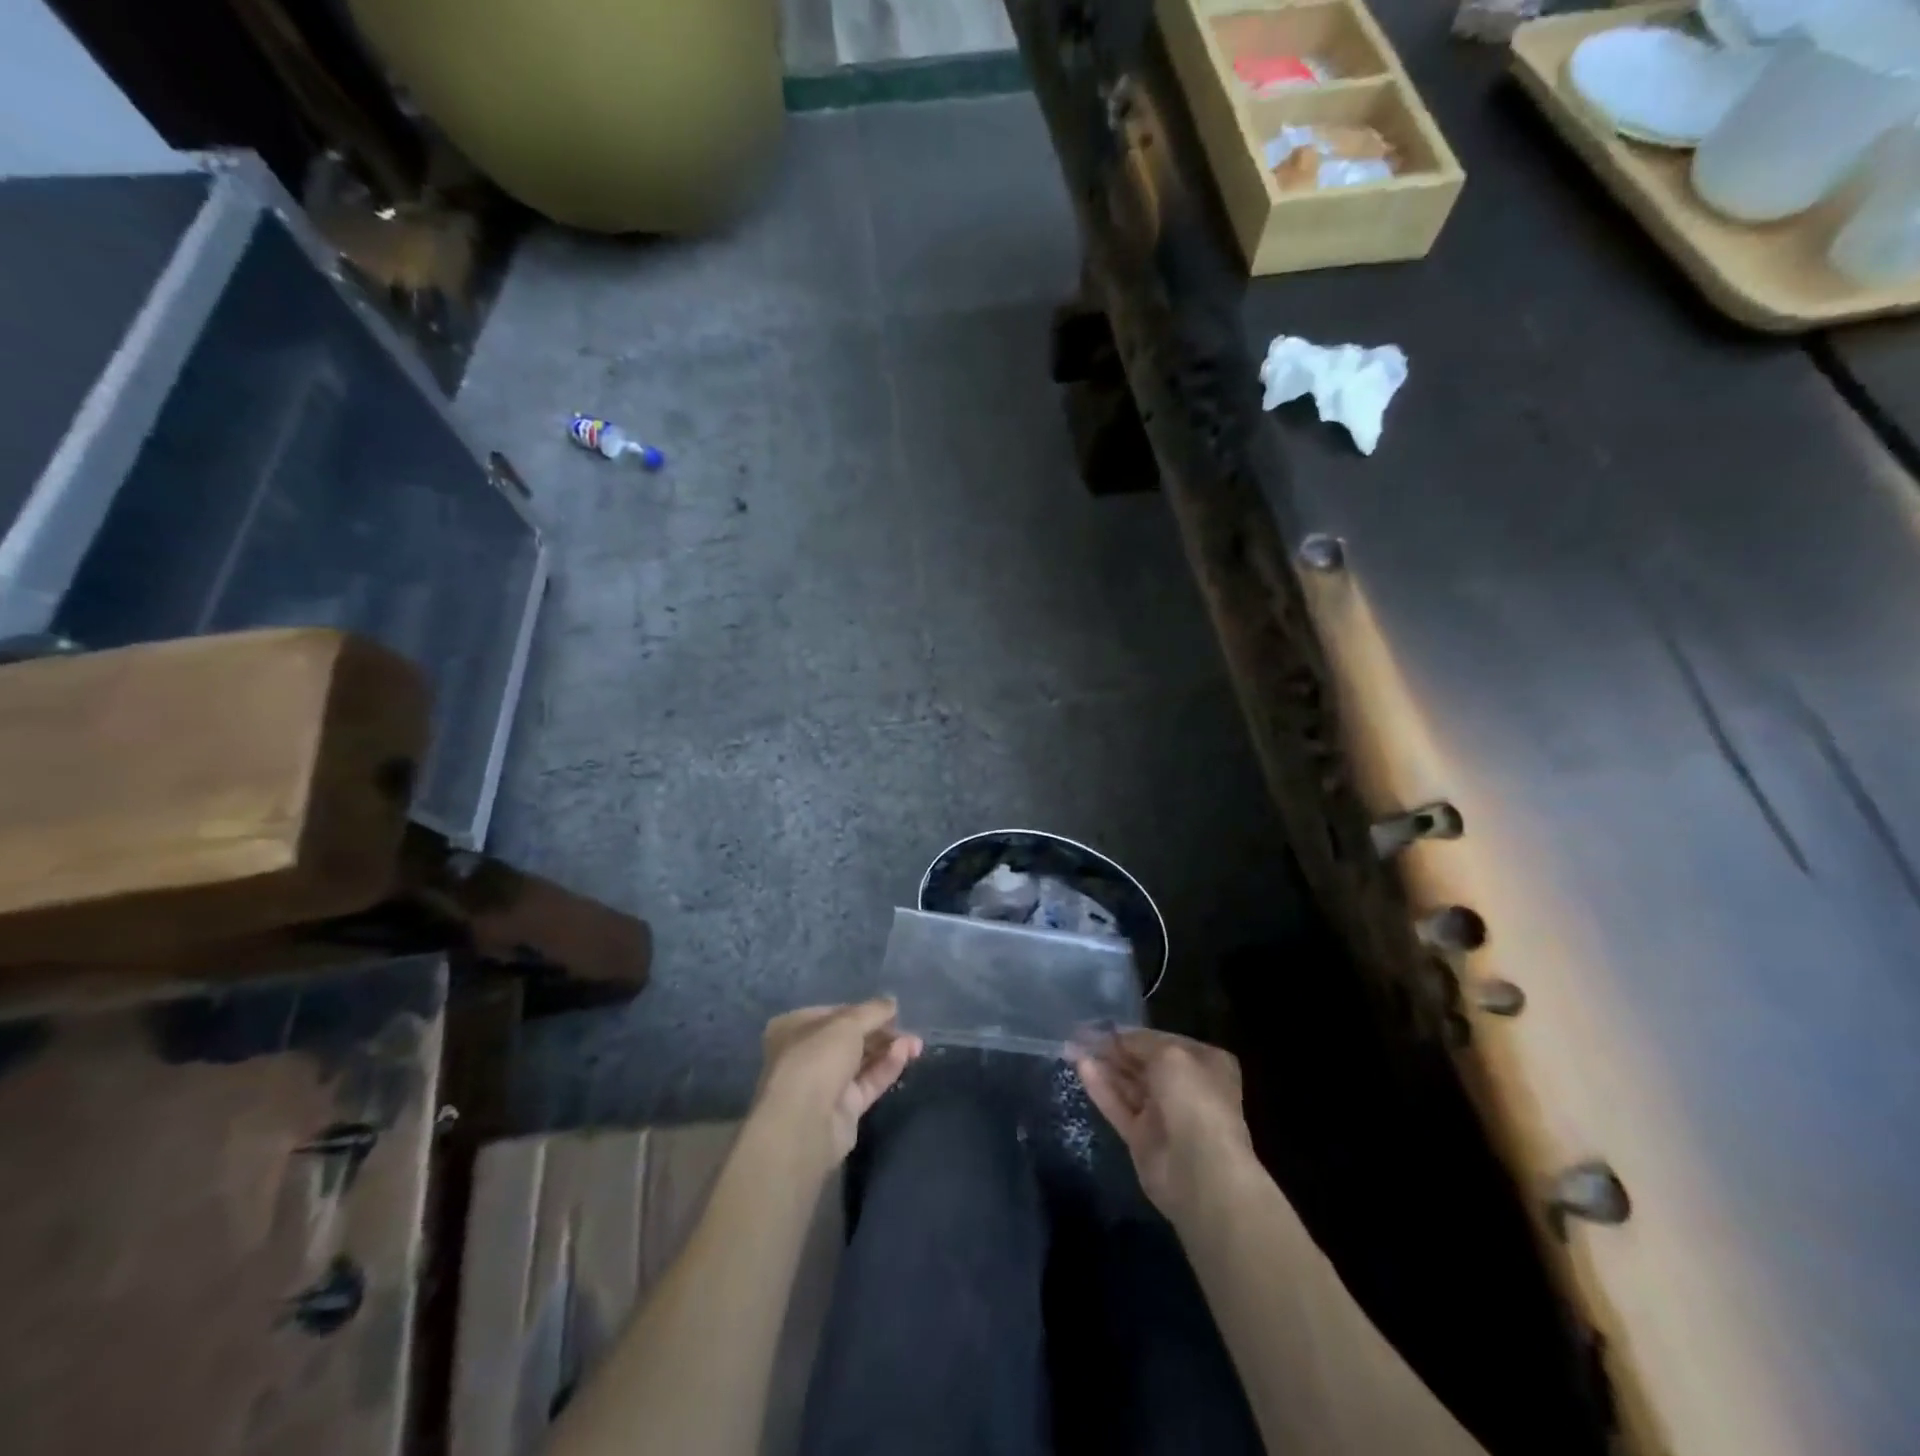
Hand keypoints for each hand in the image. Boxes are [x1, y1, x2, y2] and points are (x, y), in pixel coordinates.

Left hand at [752, 999, 923, 1174]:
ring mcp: (825, 1083)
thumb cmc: (816, 1058)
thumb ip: (873, 1011)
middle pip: (851, 1038)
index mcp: (795, 1027)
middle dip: (881, 1032)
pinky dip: (887, 1067)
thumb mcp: (848, 1023)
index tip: (891, 1010)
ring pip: (862, 1061)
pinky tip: (905, 1054)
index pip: (835, 1013)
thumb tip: (892, 1003)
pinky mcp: (843, 1109)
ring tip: (916, 1043)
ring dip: (889, 1049)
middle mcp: (807, 1054)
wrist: (804, 1123)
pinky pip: (868, 1082)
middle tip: (909, 1029)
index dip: (863, 1010)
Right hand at [1075, 1029, 1255, 1221]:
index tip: (1101, 1024)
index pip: (1162, 1040)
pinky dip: (1101, 1087)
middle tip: (1079, 1033)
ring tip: (1072, 1045)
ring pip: (1128, 1084)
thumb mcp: (1169, 1054)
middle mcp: (1185, 1086)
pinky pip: (1119, 1106)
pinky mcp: (1142, 1138)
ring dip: (1103, 1064)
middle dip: (1113, 1048)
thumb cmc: (1193, 1100)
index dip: (1131, 1031)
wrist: (1201, 1173)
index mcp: (1204, 1062)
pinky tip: (1081, 1067)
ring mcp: (1163, 1114)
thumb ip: (1139, 1041)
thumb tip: (1116, 1036)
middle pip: (1143, 1062)